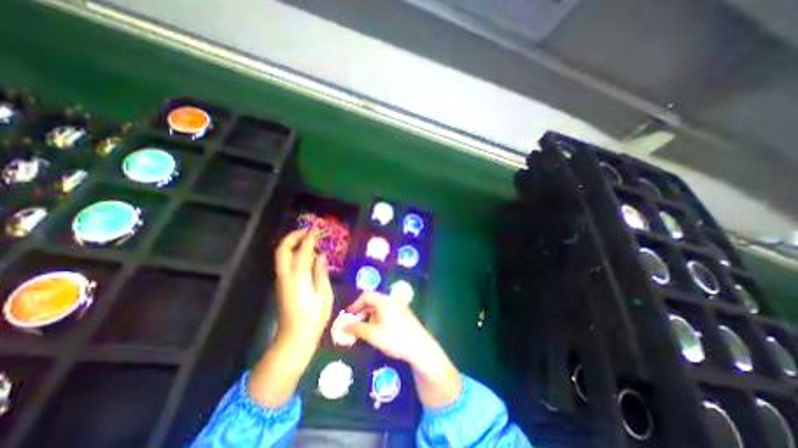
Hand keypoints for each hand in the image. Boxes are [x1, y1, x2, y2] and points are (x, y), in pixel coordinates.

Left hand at [277, 229, 333, 343]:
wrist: (295, 337)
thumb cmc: (314, 317)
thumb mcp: (324, 294)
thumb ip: (321, 273)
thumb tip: (321, 256)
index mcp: (298, 277)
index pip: (303, 250)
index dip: (309, 238)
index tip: (316, 228)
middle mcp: (286, 276)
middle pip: (283, 250)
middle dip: (293, 237)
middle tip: (306, 231)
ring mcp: (282, 280)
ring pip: (282, 256)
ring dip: (292, 244)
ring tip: (308, 240)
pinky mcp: (282, 285)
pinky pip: (285, 263)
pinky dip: (293, 253)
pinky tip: (306, 255)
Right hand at [342, 294, 435, 363]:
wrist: (420, 347)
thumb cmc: (395, 338)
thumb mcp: (373, 335)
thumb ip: (357, 329)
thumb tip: (343, 327)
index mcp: (384, 301)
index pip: (366, 296)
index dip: (355, 304)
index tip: (348, 315)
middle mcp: (392, 300)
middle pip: (374, 300)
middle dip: (363, 310)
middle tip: (355, 323)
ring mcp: (400, 307)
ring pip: (381, 307)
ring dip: (370, 315)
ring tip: (366, 328)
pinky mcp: (404, 314)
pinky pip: (387, 311)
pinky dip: (379, 317)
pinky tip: (378, 330)